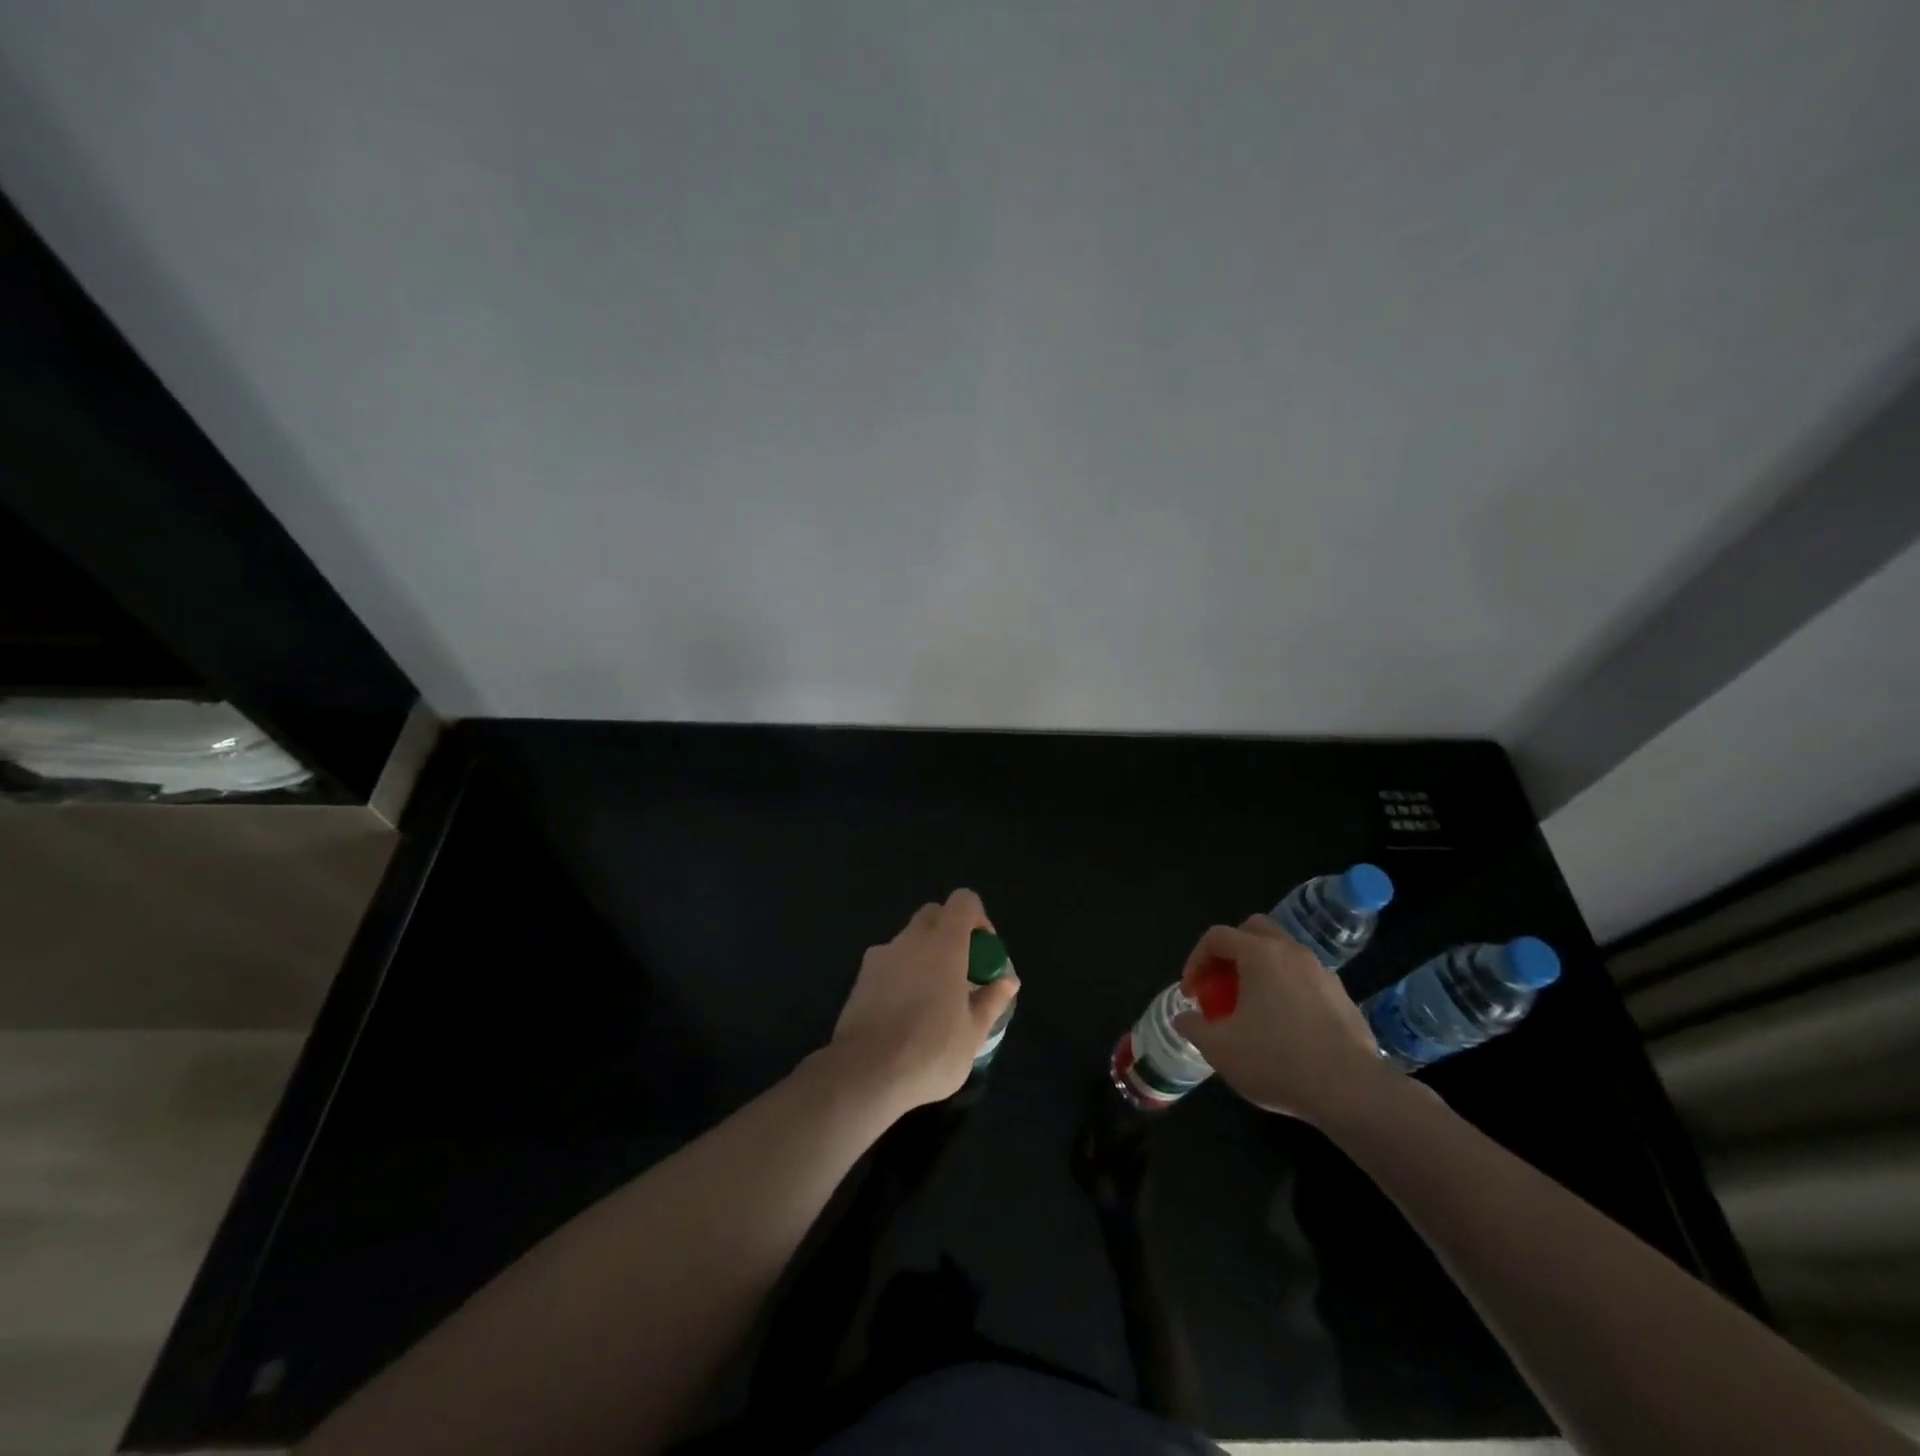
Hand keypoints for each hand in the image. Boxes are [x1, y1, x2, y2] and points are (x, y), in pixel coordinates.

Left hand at [829, 889, 1018, 1113]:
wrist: (865, 1074)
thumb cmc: (931, 1051)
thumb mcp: (974, 1033)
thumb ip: (992, 1000)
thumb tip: (1008, 980)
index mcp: (944, 943)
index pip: (963, 901)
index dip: (978, 918)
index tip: (984, 951)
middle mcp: (910, 939)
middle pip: (934, 915)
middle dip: (950, 933)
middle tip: (962, 973)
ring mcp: (880, 956)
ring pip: (908, 939)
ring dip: (924, 955)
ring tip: (932, 999)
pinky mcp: (860, 978)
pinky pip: (889, 963)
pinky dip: (902, 975)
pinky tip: (905, 1013)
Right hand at [1174, 916, 1392, 1124]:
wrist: (1352, 1092)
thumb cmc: (1277, 1061)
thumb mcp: (1220, 1049)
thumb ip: (1194, 1027)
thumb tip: (1184, 1018)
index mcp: (1260, 954)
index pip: (1217, 937)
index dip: (1195, 960)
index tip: (1191, 993)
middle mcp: (1292, 952)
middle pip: (1253, 931)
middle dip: (1230, 952)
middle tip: (1220, 985)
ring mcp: (1322, 973)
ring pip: (1282, 954)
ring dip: (1260, 970)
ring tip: (1251, 1007)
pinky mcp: (1343, 997)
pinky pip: (1304, 979)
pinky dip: (1286, 989)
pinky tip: (1284, 1026)